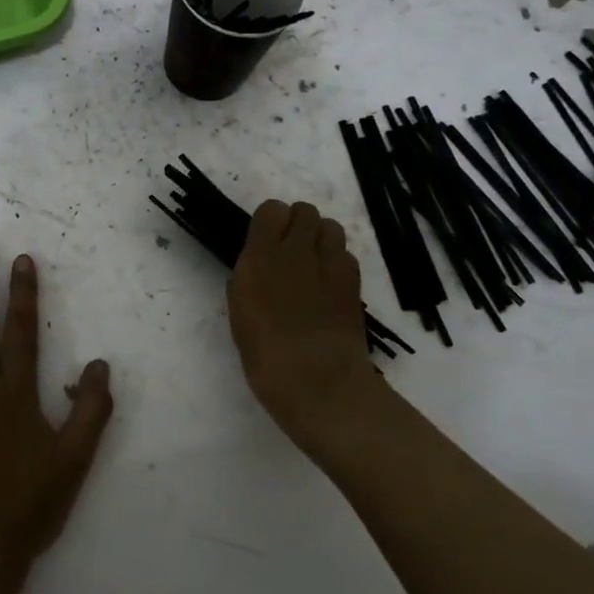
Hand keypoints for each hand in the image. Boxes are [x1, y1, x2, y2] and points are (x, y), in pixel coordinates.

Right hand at [228, 200, 384, 457]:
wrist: (319, 384)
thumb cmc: (266, 355)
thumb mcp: (240, 312)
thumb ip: (248, 278)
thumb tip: (258, 265)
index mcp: (261, 257)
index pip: (272, 209)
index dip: (270, 222)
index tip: (264, 241)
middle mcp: (297, 251)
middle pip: (305, 210)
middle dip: (297, 224)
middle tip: (290, 251)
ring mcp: (330, 264)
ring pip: (331, 226)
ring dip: (320, 238)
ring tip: (312, 264)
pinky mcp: (353, 280)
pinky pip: (346, 253)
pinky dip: (337, 261)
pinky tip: (329, 286)